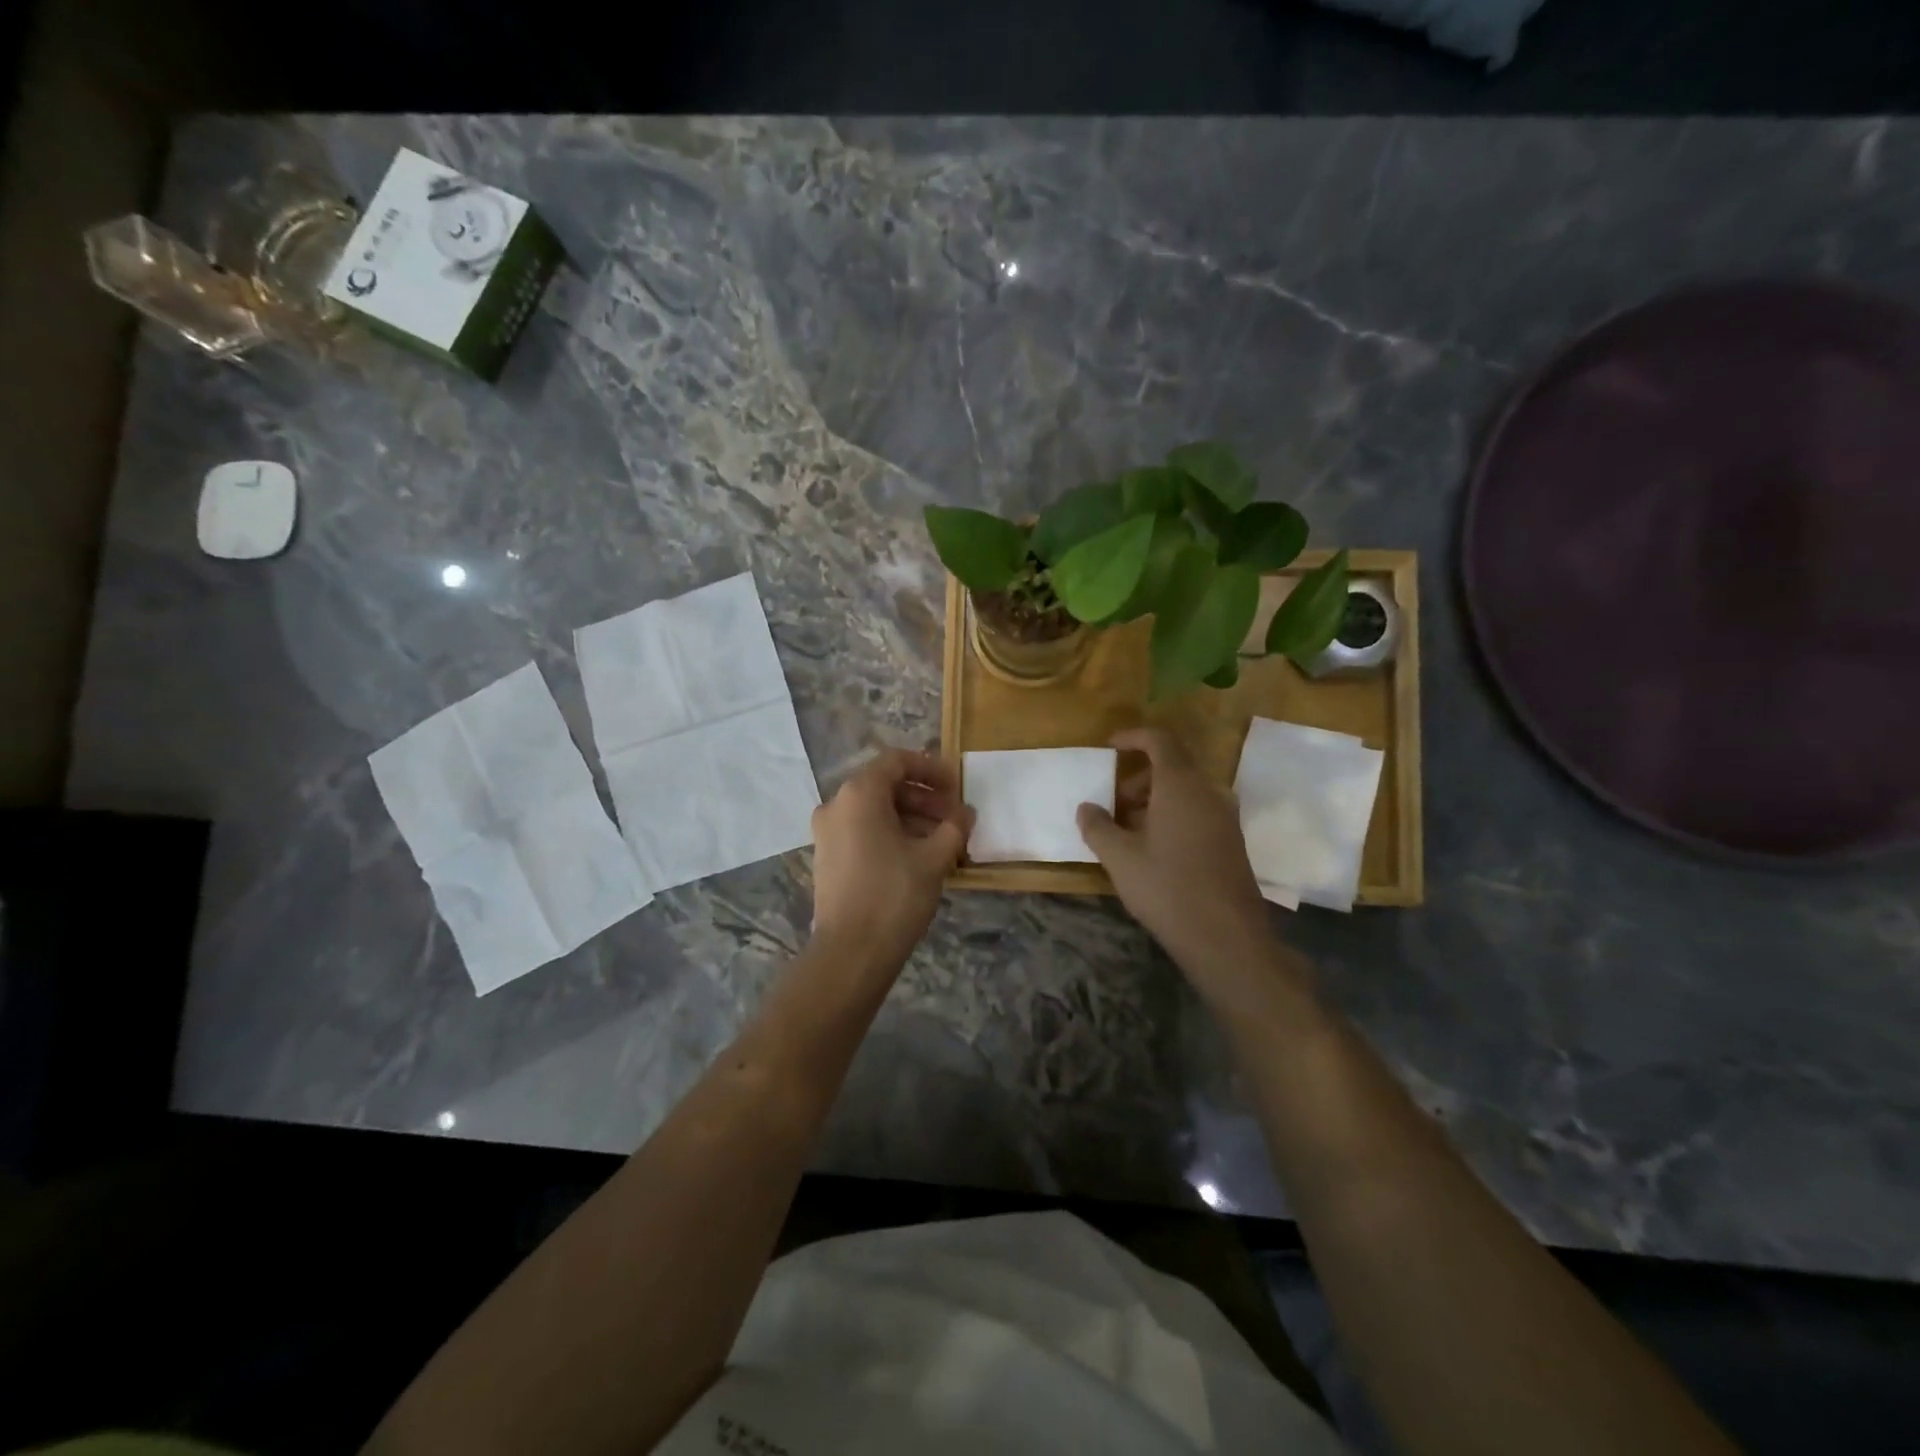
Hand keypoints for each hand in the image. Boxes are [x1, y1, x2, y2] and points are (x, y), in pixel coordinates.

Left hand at [810, 748, 972, 980]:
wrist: (850, 952)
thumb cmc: (894, 894)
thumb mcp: (934, 858)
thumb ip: (954, 827)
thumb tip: (965, 814)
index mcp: (859, 794)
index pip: (896, 762)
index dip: (930, 768)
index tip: (957, 785)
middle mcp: (836, 805)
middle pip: (885, 786)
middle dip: (924, 797)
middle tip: (955, 817)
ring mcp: (827, 832)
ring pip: (875, 810)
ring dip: (911, 817)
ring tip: (944, 839)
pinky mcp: (828, 857)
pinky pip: (863, 831)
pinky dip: (891, 833)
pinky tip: (919, 854)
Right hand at [1077, 727, 1278, 1001]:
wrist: (1226, 938)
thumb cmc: (1167, 888)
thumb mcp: (1120, 858)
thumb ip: (1098, 827)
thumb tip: (1086, 808)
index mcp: (1181, 786)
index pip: (1159, 741)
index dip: (1132, 737)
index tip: (1108, 747)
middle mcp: (1208, 793)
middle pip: (1171, 767)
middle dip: (1137, 778)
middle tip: (1112, 805)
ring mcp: (1225, 818)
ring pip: (1185, 792)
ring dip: (1153, 800)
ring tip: (1127, 832)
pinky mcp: (1232, 842)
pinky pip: (1198, 812)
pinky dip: (1172, 816)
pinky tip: (1154, 850)